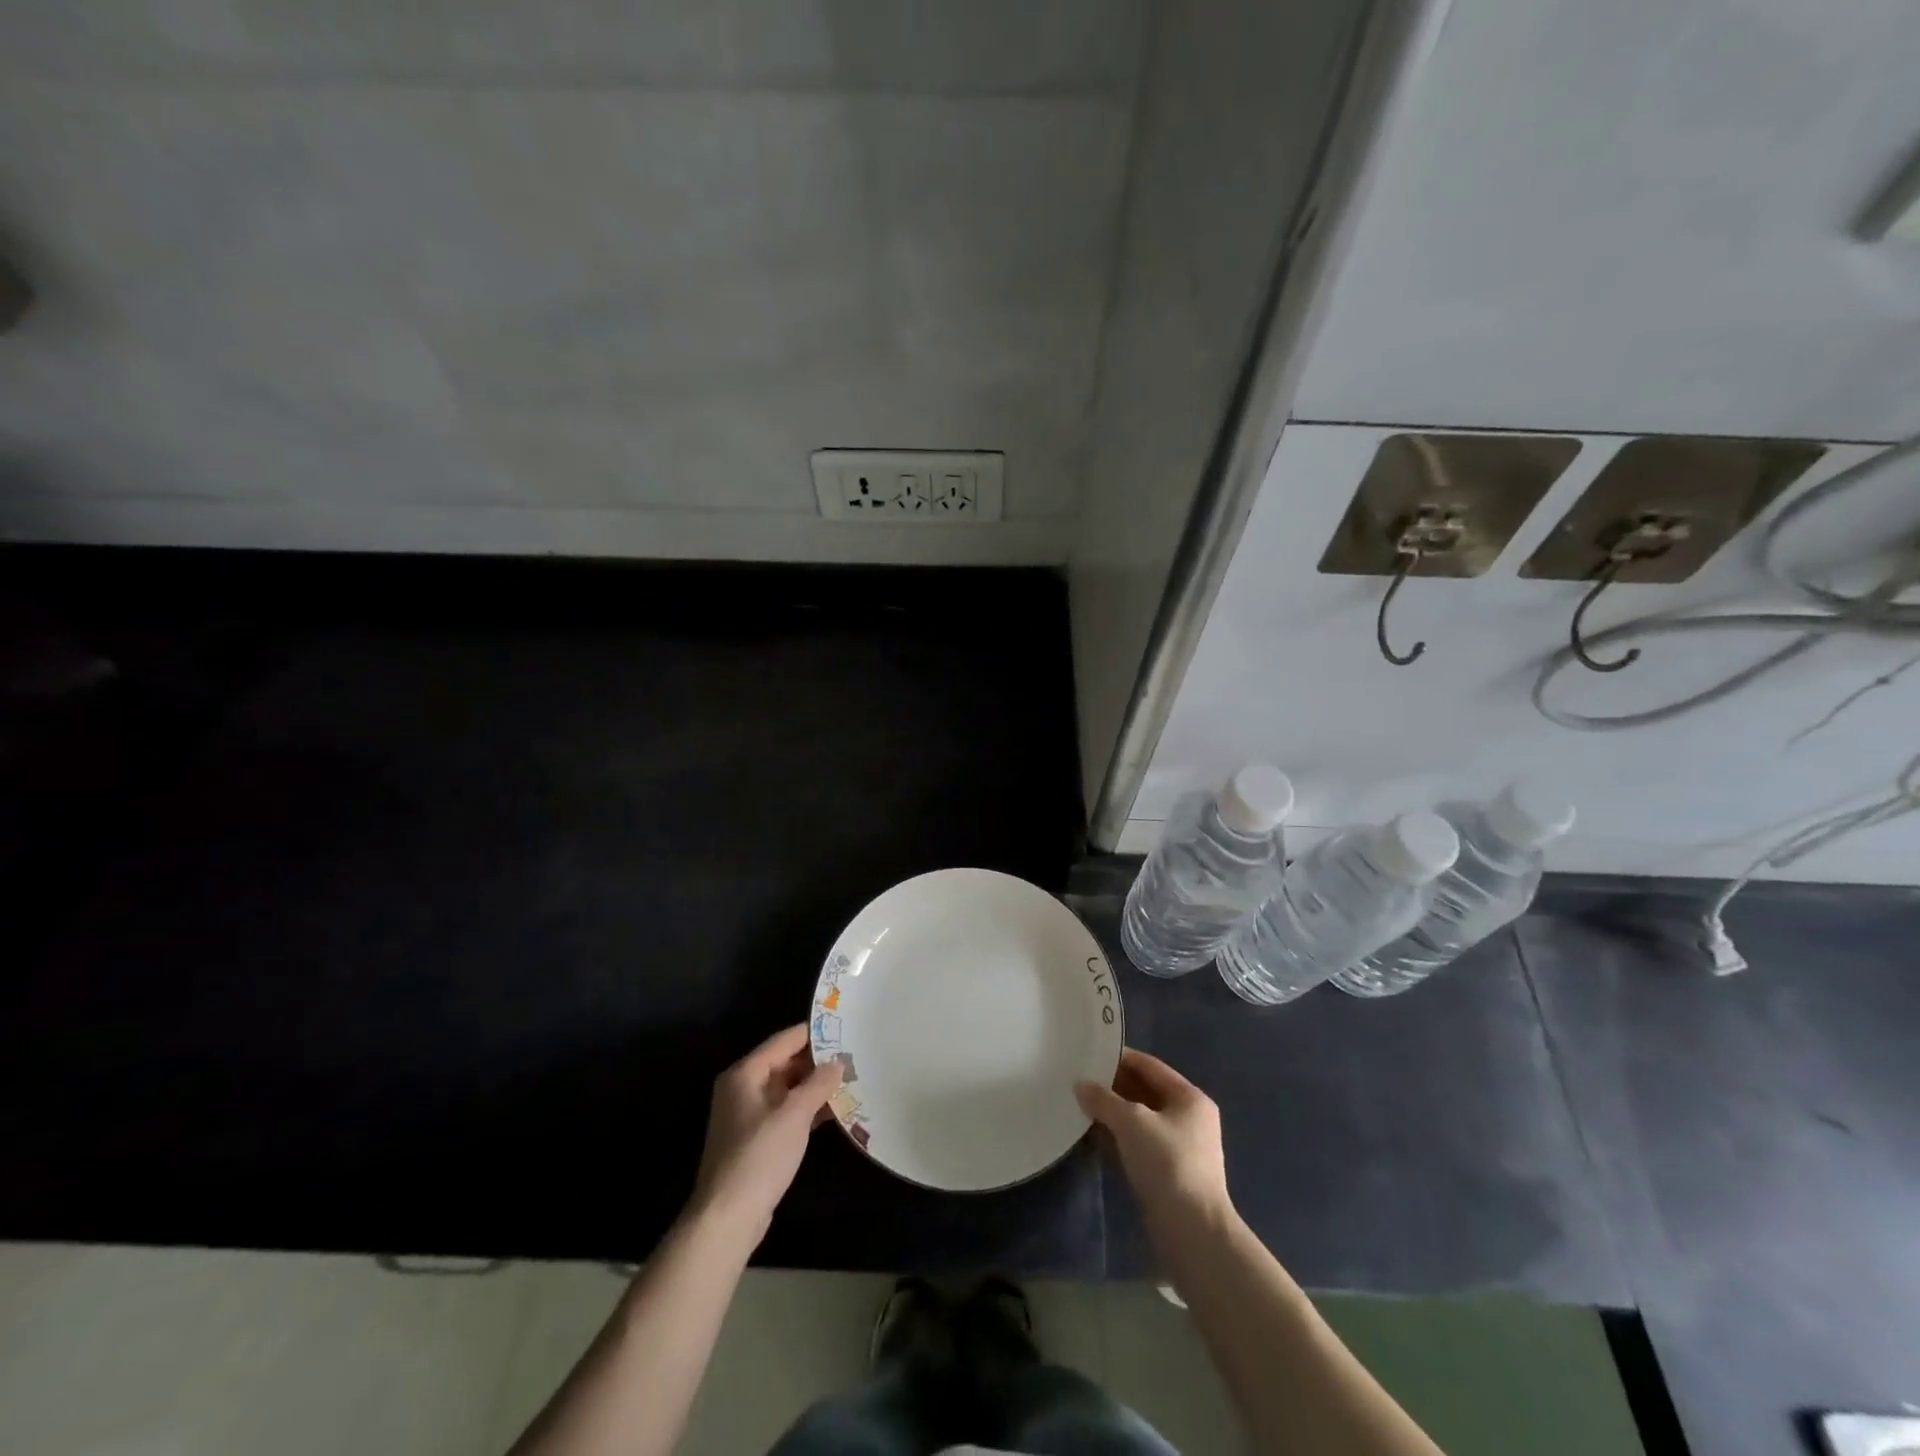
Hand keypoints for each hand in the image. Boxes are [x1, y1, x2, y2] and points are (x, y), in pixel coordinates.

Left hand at [690, 1025, 841, 1240]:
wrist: (727, 1219)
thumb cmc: (758, 1157)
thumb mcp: (794, 1115)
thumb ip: (818, 1084)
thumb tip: (838, 1063)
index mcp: (745, 1074)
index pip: (784, 1040)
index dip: (814, 1033)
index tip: (845, 1028)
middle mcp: (743, 1088)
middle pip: (785, 1063)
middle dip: (818, 1062)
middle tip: (854, 1056)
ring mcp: (748, 1115)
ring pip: (788, 1089)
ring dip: (815, 1087)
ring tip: (851, 1080)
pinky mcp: (756, 1140)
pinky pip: (786, 1112)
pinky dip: (807, 1109)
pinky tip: (835, 1111)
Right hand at [1077, 1048, 1231, 1232]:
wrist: (1193, 1232)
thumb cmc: (1168, 1164)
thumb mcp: (1132, 1122)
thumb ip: (1104, 1100)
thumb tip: (1081, 1086)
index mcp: (1189, 1098)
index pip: (1149, 1066)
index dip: (1119, 1058)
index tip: (1089, 1053)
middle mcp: (1187, 1118)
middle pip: (1144, 1091)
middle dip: (1113, 1086)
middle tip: (1079, 1079)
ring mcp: (1178, 1148)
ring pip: (1139, 1119)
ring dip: (1112, 1113)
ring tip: (1080, 1104)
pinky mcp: (1167, 1173)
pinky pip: (1137, 1143)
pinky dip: (1117, 1137)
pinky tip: (1091, 1134)